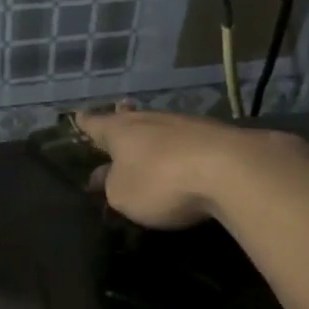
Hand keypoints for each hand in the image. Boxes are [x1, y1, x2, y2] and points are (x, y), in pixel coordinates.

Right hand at [71, 107, 308, 229]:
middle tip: (117, 113)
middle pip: (131, 118)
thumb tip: (105, 178)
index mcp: (121, 131)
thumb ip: (111, 186)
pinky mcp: (215, 137)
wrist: (231, 170)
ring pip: (160, 127)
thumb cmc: (161, 182)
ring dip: (152, 134)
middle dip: (122, 120)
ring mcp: (186, 125)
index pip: (96, 124)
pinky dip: (178, 147)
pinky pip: (186, 140)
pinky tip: (181, 153)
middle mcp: (151, 120)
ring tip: (147, 138)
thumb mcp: (122, 194)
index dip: (86, 124)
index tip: (77, 117)